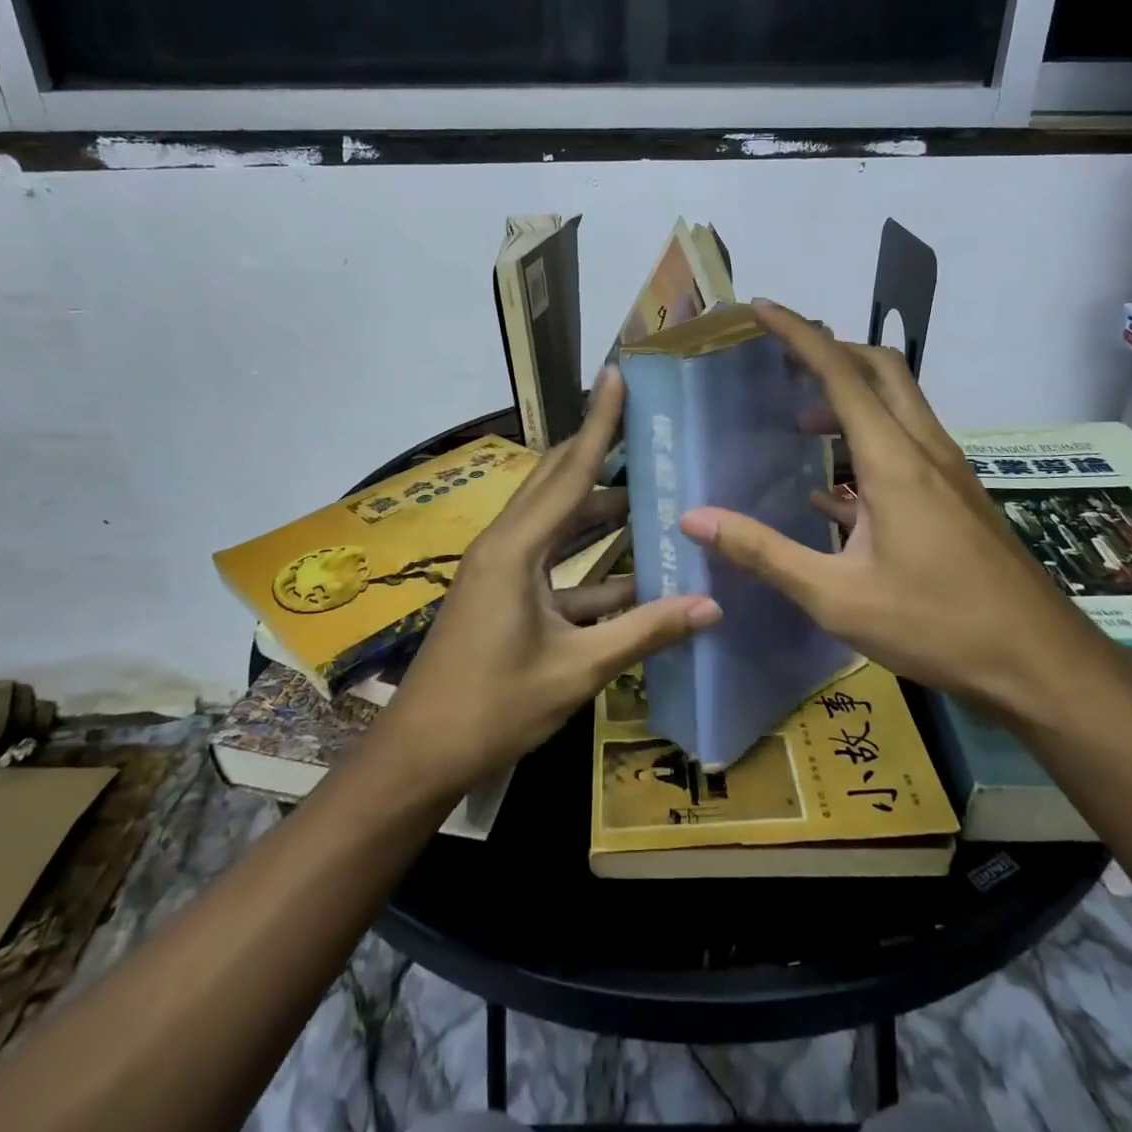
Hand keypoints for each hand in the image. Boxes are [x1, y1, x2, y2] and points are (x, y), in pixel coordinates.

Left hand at [378, 369, 721, 797]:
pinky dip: (591, 566)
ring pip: (558, 524)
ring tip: (653, 494)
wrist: (419, 755)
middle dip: (599, 452)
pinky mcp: (503, 596)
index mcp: (516, 549)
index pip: (570, 471)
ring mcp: (501, 571)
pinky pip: (554, 564)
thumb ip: (644, 633)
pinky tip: (636, 575)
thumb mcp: (576, 671)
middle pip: (558, 483)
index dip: (598, 423)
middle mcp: (505, 545)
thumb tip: (711, 605)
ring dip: (601, 512)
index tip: (617, 376)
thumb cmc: (492, 708)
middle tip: (645, 425)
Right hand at [679, 300, 1108, 720]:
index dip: (799, 335)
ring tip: (800, 423)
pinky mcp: (956, 498)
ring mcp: (948, 473)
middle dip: (830, 351)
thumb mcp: (836, 596)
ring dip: (849, 396)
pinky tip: (834, 490)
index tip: (761, 308)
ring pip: (898, 405)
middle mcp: (925, 451)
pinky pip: (906, 446)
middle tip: (782, 361)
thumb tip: (694, 518)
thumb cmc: (937, 625)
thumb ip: (763, 552)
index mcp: (894, 461)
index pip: (841, 374)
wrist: (1041, 663)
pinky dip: (867, 442)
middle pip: (881, 370)